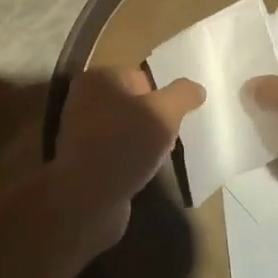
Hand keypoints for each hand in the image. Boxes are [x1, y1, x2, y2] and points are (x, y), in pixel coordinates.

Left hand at [49, 68, 203, 255]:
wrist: (87, 199)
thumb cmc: (125, 145)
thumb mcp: (163, 113)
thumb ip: (182, 95)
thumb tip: (196, 88)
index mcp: (99, 78)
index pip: (142, 78)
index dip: (163, 98)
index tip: (174, 121)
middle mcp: (84, 99)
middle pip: (135, 104)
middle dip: (155, 121)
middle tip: (168, 141)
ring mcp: (81, 130)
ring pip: (127, 129)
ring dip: (144, 142)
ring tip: (156, 160)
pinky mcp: (83, 159)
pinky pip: (117, 151)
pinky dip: (130, 160)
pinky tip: (141, 173)